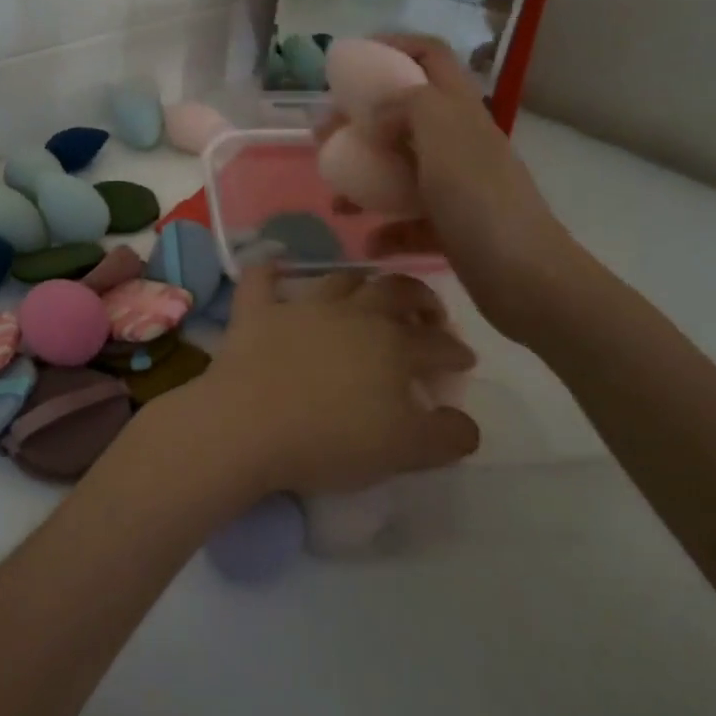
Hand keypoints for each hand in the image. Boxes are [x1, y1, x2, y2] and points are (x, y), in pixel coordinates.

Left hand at [180, 264, 478, 498]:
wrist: (249, 425)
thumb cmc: (331, 440)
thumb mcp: (404, 450)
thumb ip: (446, 436)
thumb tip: (467, 422)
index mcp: (393, 346)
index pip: (436, 343)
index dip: (455, 350)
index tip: (464, 359)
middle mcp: (352, 314)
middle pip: (395, 292)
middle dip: (419, 298)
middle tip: (427, 313)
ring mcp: (301, 308)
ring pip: (339, 280)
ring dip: (360, 283)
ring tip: (369, 293)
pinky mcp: (256, 313)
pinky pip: (260, 280)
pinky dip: (267, 270)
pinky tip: (272, 264)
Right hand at [351, 34, 585, 344]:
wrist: (525, 279)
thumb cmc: (479, 200)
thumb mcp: (441, 134)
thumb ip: (407, 104)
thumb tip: (377, 110)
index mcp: (460, 111)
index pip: (430, 56)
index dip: (393, 46)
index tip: (350, 62)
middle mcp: (460, 142)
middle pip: (405, 115)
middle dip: (361, 121)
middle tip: (325, 136)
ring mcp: (458, 187)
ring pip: (402, 170)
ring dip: (366, 179)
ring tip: (336, 198)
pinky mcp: (454, 228)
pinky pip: (411, 221)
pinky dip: (387, 229)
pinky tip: (368, 241)